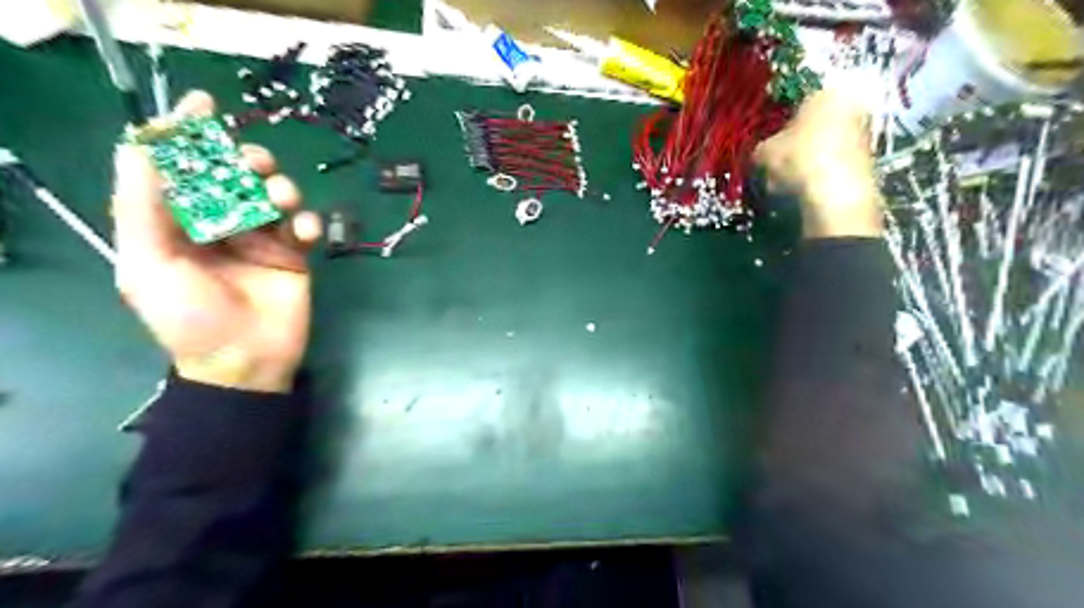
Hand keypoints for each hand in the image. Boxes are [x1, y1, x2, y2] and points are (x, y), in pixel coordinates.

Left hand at [116, 90, 324, 394]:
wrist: (246, 360)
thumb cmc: (190, 317)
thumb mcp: (148, 264)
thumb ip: (142, 207)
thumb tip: (142, 146)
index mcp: (176, 222)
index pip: (181, 168)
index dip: (189, 134)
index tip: (206, 105)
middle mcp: (219, 223)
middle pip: (235, 174)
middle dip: (246, 160)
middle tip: (255, 164)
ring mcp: (261, 238)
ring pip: (275, 193)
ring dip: (280, 188)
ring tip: (281, 202)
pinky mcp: (295, 254)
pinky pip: (305, 224)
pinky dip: (308, 222)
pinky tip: (304, 235)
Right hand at [755, 89, 880, 237]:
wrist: (836, 195)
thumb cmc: (797, 160)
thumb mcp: (763, 153)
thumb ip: (762, 148)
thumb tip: (763, 153)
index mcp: (824, 94)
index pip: (796, 105)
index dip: (778, 127)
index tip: (768, 145)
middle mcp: (851, 106)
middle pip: (816, 125)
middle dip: (798, 143)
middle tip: (778, 163)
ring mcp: (865, 135)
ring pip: (827, 146)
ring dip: (810, 161)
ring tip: (790, 182)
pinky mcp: (869, 162)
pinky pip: (836, 166)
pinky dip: (822, 176)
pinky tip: (807, 191)